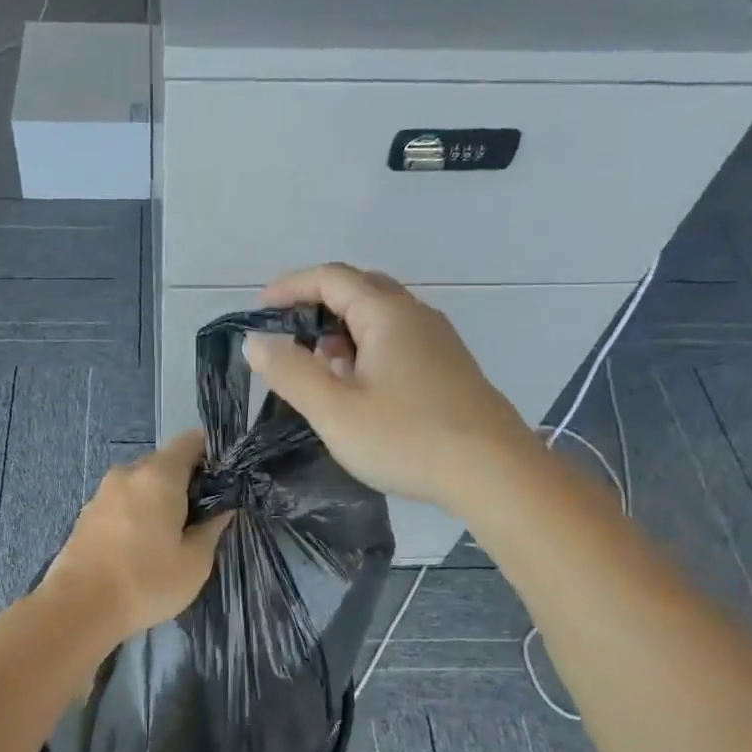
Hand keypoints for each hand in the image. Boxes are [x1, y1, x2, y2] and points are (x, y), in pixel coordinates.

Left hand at [42, 431, 232, 645]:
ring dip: (157, 500)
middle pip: (164, 463)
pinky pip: (121, 503)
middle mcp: (128, 473)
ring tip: (170, 536)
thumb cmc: (146, 581)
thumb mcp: (195, 562)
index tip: (224, 480)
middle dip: (185, 482)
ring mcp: (102, 492)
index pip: (191, 441)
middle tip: (201, 516)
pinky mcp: (86, 514)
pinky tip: (140, 546)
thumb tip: (222, 509)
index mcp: (159, 475)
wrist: (78, 608)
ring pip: (141, 484)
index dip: (212, 454)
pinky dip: (135, 514)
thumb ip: (212, 528)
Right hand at [242, 264, 534, 507]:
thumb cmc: (407, 438)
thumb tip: (256, 341)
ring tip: (318, 366)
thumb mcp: (334, 410)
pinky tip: (359, 387)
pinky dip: (367, 349)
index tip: (260, 308)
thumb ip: (291, 372)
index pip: (331, 278)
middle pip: (360, 289)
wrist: (495, 473)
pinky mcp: (450, 369)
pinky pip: (398, 341)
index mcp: (387, 314)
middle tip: (289, 333)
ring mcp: (439, 342)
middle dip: (318, 303)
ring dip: (343, 330)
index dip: (291, 286)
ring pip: (381, 317)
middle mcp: (416, 316)